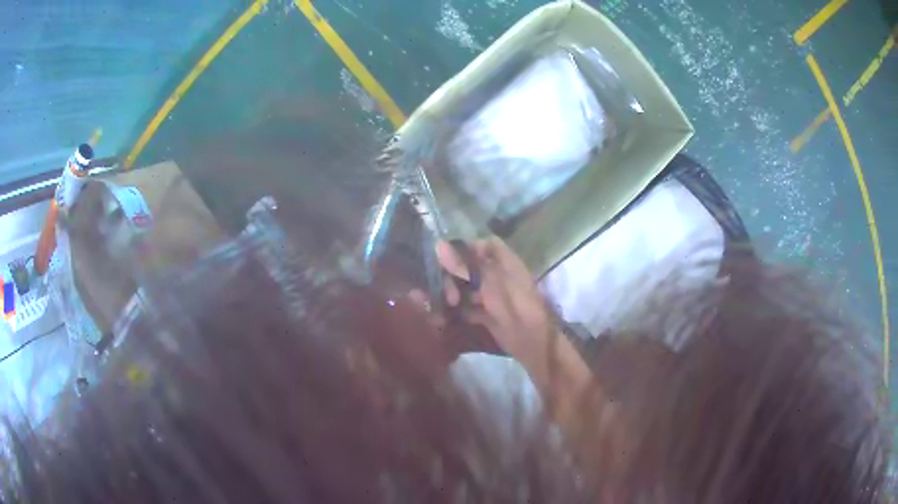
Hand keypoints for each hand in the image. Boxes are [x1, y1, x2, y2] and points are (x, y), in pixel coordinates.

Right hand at [435, 237, 555, 366]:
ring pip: (468, 288)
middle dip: (455, 276)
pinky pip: (469, 308)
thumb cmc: (515, 304)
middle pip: (471, 267)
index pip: (484, 245)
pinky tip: (446, 317)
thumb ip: (465, 265)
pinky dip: (458, 311)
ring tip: (449, 305)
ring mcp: (493, 296)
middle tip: (449, 294)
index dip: (465, 248)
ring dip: (454, 294)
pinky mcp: (488, 315)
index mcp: (504, 262)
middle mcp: (498, 276)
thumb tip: (439, 245)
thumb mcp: (490, 281)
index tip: (445, 257)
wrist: (532, 340)